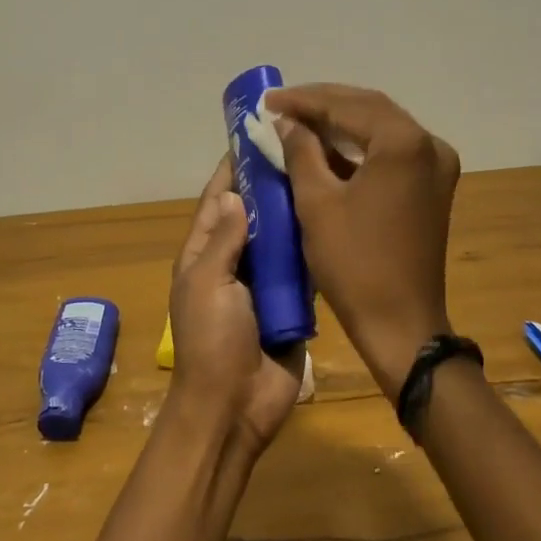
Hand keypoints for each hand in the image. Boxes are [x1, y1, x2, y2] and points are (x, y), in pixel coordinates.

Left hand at [166, 159, 306, 458]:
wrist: (236, 406)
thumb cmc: (213, 342)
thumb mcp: (208, 284)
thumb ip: (222, 240)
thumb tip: (233, 195)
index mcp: (203, 254)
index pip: (217, 200)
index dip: (233, 168)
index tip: (258, 134)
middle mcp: (233, 262)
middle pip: (253, 215)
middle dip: (273, 186)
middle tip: (307, 149)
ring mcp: (263, 283)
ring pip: (281, 238)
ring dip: (297, 214)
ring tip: (328, 175)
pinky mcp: (291, 302)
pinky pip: (302, 268)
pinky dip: (314, 248)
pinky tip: (337, 221)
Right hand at [267, 84, 460, 395]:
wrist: (401, 323)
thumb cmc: (354, 264)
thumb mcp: (316, 203)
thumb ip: (301, 152)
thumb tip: (287, 122)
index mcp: (403, 144)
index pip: (348, 106)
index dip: (304, 100)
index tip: (268, 100)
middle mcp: (429, 145)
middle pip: (370, 109)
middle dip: (323, 105)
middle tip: (280, 106)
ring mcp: (436, 167)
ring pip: (382, 129)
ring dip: (341, 123)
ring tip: (298, 121)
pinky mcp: (432, 187)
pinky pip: (392, 152)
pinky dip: (359, 147)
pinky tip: (327, 148)